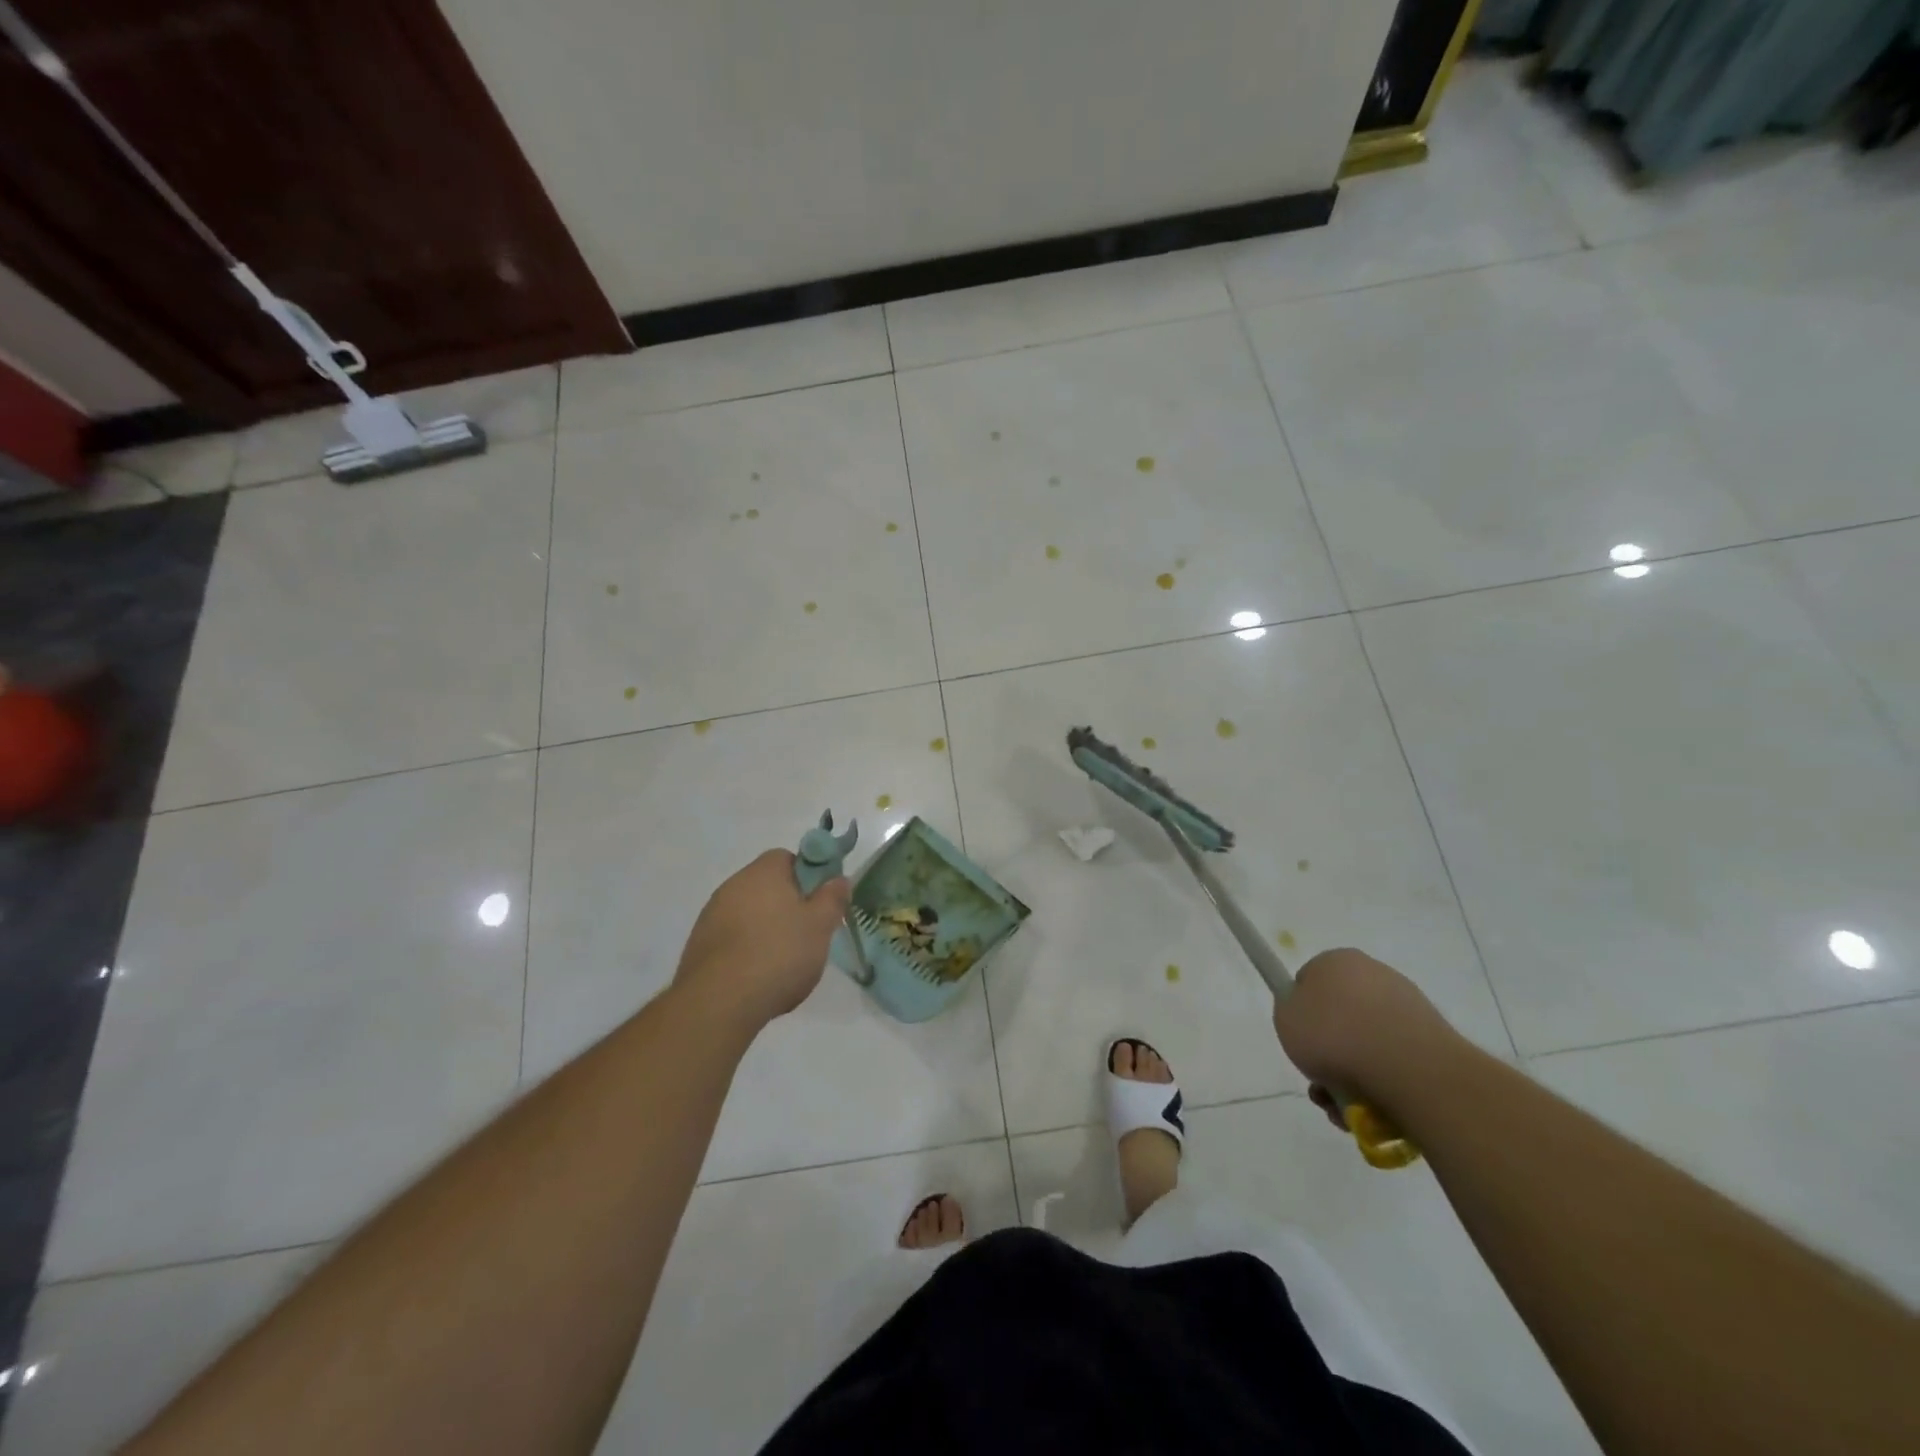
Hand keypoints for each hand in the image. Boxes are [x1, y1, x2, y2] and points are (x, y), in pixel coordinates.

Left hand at [674, 850, 850, 1029]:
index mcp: (763, 872)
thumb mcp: (820, 926)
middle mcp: (733, 885)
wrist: (719, 1002)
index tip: (819, 903)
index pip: (787, 858)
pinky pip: (731, 938)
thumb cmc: (778, 954)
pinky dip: (746, 950)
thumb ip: (832, 898)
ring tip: (783, 963)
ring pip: (749, 914)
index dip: (808, 877)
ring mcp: (711, 915)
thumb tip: (839, 879)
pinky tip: (757, 976)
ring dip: (765, 929)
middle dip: (787, 906)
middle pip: (767, 887)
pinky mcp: (699, 945)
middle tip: (807, 934)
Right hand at [1272, 948, 1458, 1119]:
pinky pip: (1395, 1062)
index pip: (1309, 981)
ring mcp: (1408, 1006)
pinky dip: (1382, 1085)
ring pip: (1367, 1044)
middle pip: (1340, 1016)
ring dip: (1351, 1076)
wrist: (1409, 1070)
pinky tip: (1373, 1110)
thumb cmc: (1335, 1035)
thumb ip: (1290, 1010)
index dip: (1300, 1012)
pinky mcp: (1434, 1040)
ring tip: (1344, 1108)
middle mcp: (1374, 974)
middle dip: (1328, 1052)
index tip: (1299, 1039)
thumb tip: (1309, 1014)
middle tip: (1320, 1082)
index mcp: (1336, 960)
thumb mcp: (1285, 1018)